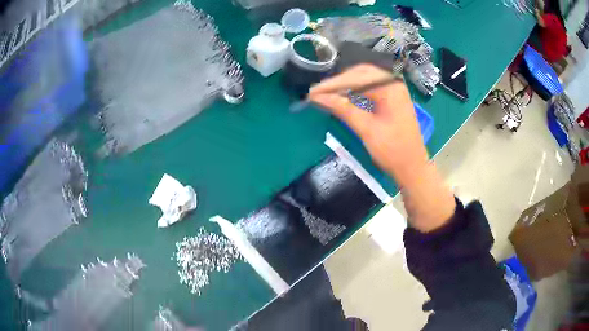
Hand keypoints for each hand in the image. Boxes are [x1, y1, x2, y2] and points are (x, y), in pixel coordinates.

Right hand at [308, 64, 455, 231]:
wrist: (412, 169)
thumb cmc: (393, 151)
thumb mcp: (366, 129)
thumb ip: (343, 109)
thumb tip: (317, 97)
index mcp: (390, 87)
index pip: (356, 78)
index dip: (332, 85)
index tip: (312, 92)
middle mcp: (393, 83)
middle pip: (360, 74)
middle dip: (338, 82)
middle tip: (318, 92)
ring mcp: (394, 90)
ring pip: (364, 80)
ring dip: (345, 86)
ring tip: (326, 94)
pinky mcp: (392, 99)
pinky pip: (370, 88)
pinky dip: (355, 92)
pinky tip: (343, 97)